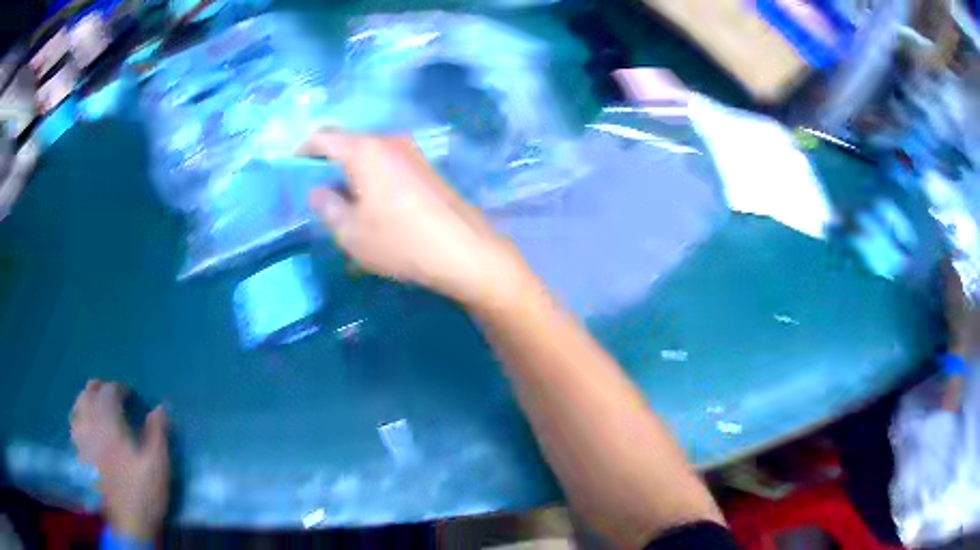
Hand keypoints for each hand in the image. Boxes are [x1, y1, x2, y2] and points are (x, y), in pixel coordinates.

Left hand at [70, 381, 169, 541]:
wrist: (129, 524)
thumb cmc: (144, 492)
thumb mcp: (158, 465)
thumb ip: (158, 434)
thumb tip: (160, 408)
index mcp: (110, 425)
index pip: (109, 392)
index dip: (120, 388)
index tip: (132, 395)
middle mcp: (92, 426)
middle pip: (88, 394)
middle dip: (100, 388)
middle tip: (112, 393)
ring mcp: (83, 441)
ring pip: (77, 407)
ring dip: (85, 399)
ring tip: (95, 403)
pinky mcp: (81, 455)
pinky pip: (73, 426)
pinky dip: (78, 417)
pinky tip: (84, 424)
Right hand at [301, 131, 531, 307]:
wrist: (464, 250)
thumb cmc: (399, 240)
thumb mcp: (350, 231)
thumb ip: (327, 206)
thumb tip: (320, 191)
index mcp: (364, 149)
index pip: (323, 137)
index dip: (303, 151)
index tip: (293, 170)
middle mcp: (388, 141)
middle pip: (348, 143)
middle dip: (327, 163)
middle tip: (317, 191)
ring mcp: (412, 152)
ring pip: (369, 155)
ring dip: (351, 172)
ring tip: (344, 203)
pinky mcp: (427, 168)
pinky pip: (388, 164)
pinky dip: (372, 177)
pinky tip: (373, 205)